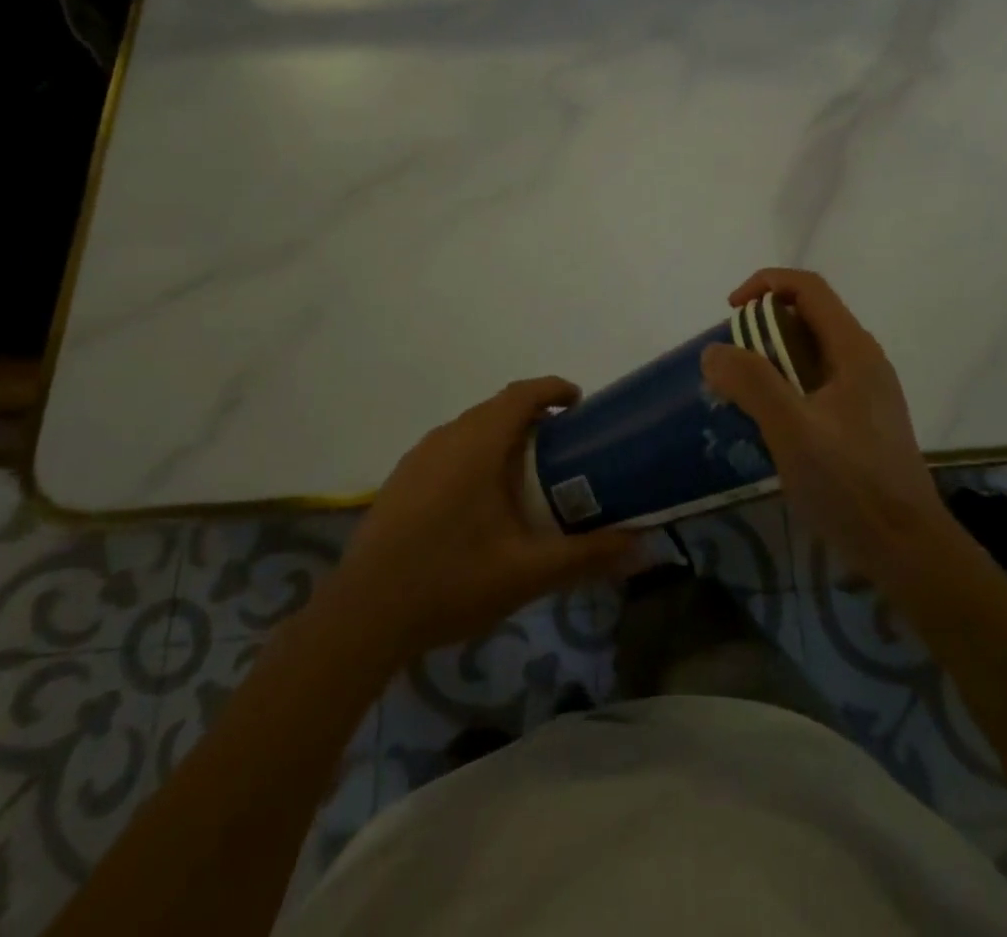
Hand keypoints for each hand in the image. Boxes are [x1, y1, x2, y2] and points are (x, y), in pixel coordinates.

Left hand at [327, 378, 638, 665]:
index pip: (522, 394)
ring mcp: (417, 458)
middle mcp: (446, 438)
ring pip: (469, 430)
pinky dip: (474, 456)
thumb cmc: (451, 581)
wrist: (362, 617)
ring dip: (501, 438)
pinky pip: (447, 450)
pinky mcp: (399, 482)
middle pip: (497, 409)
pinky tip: (479, 504)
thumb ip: (587, 556)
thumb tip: (643, 549)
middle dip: (532, 418)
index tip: (578, 404)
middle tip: (563, 449)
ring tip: (525, 476)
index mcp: (478, 444)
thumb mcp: (528, 572)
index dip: (553, 390)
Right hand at [701, 269, 954, 588]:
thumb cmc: (851, 485)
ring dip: (771, 361)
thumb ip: (752, 383)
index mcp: (853, 350)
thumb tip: (715, 351)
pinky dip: (785, 387)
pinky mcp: (861, 421)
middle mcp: (862, 361)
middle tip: (730, 365)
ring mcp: (865, 392)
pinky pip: (816, 384)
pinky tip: (769, 426)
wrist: (908, 549)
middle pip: (808, 318)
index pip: (808, 288)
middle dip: (762, 328)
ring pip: (810, 353)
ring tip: (741, 396)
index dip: (765, 284)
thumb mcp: (793, 431)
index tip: (730, 313)